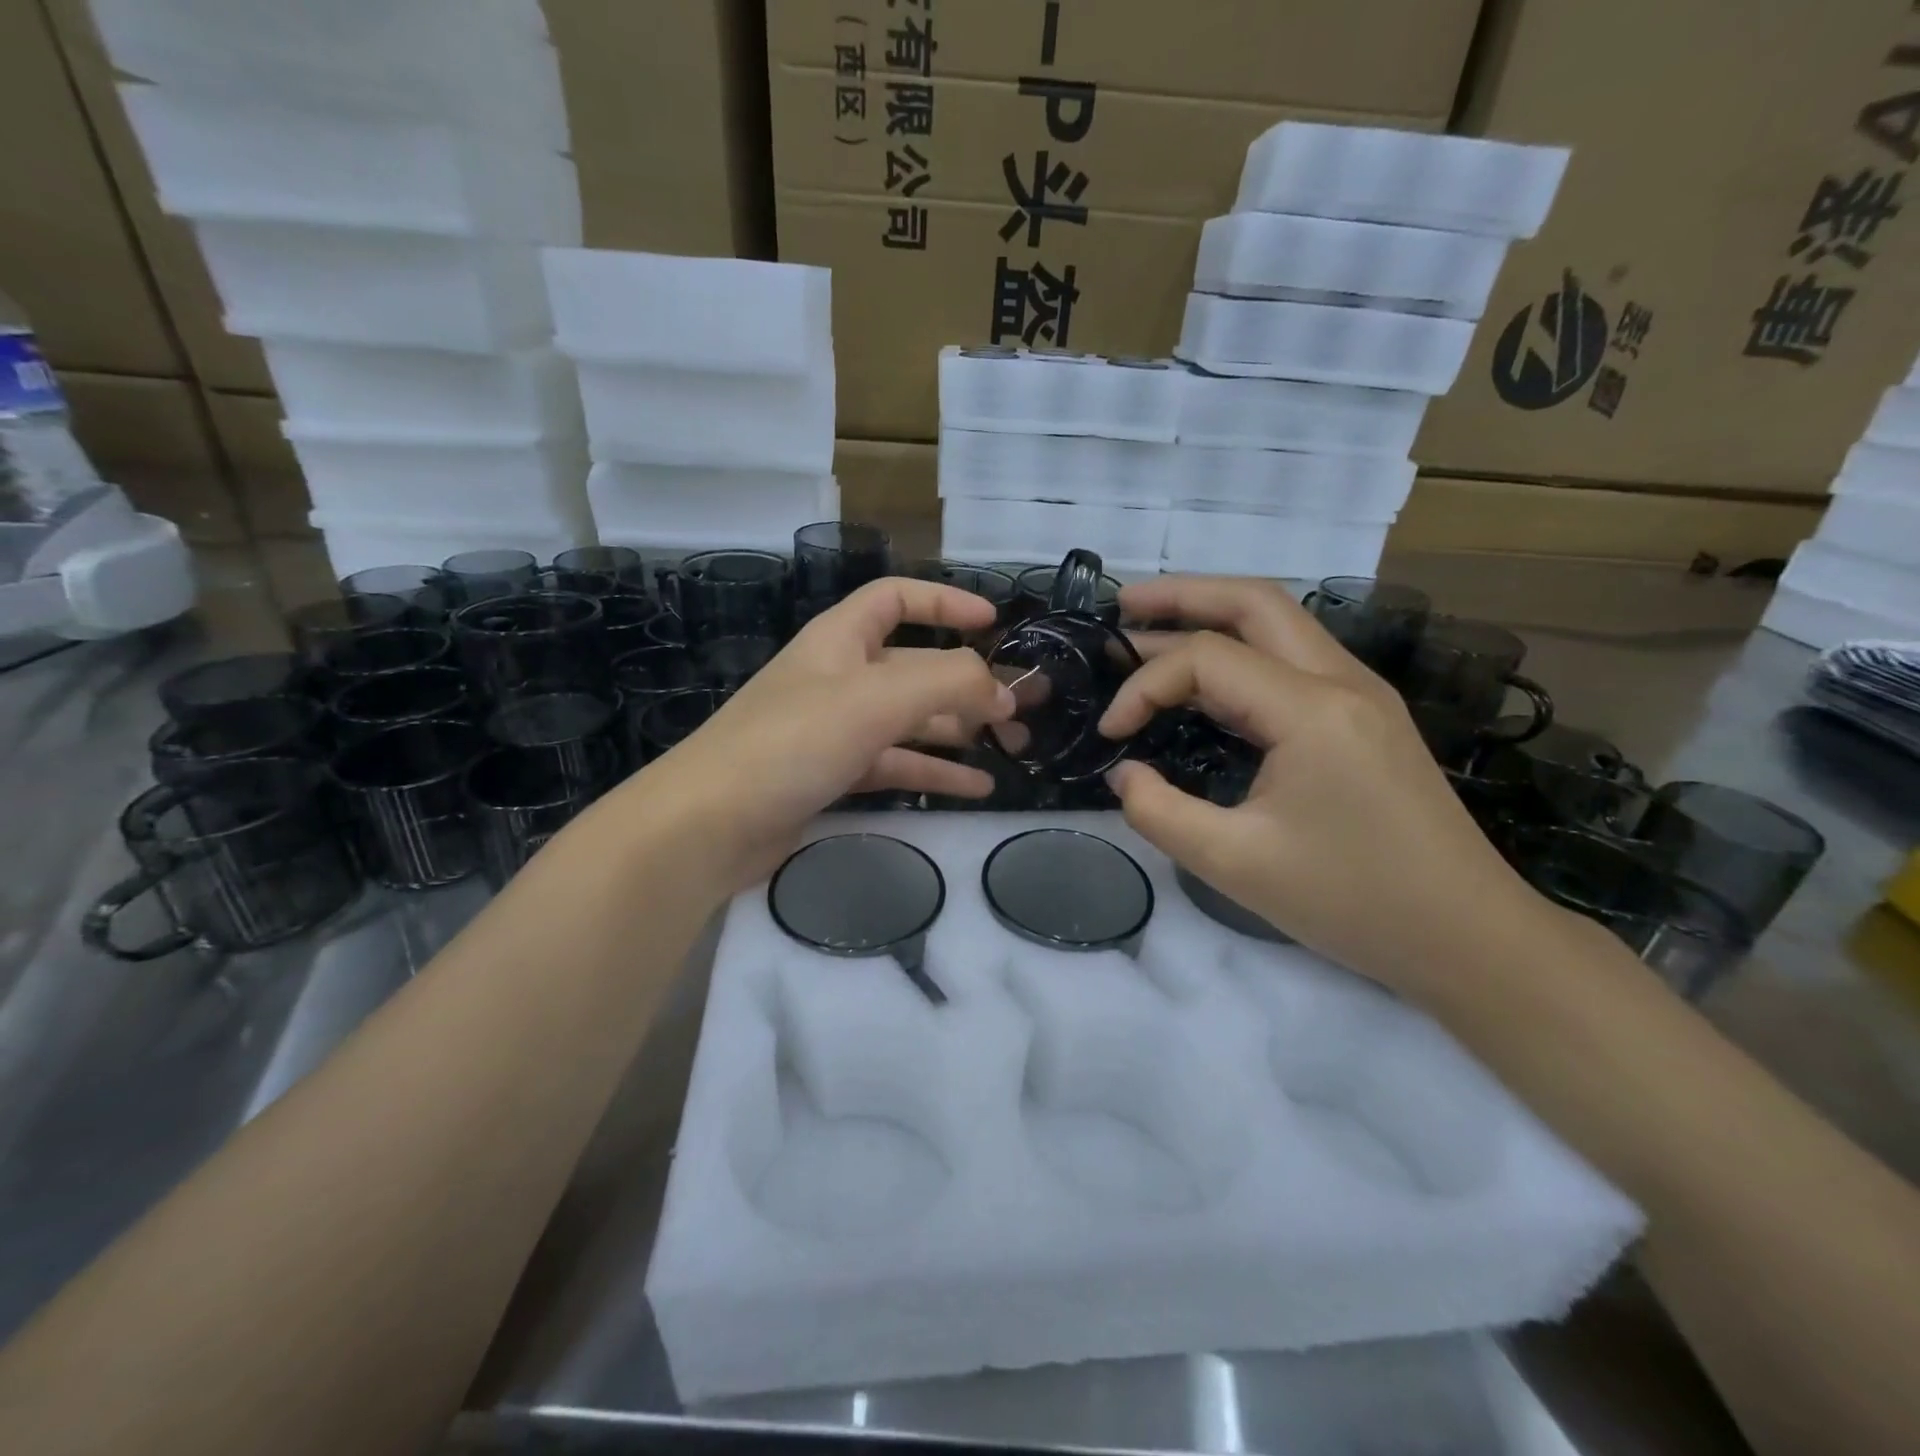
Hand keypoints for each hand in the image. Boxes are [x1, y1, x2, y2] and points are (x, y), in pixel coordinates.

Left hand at [621, 578, 1014, 892]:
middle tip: (1023, 708)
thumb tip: (1001, 691)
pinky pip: (896, 764)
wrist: (710, 825)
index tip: (994, 621)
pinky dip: (936, 772)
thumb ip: (948, 682)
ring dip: (961, 731)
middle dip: (970, 683)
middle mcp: (839, 678)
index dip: (945, 602)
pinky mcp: (833, 776)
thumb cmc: (792, 742)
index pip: (896, 598)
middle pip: (915, 667)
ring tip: (1014, 749)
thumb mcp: (876, 698)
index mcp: (841, 640)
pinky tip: (977, 787)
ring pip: (911, 721)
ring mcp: (835, 730)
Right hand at [1101, 577, 1543, 997]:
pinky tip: (1207, 681)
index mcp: (1312, 710)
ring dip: (1213, 616)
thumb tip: (1125, 773)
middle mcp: (1342, 681)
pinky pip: (1293, 661)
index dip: (1143, 686)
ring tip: (1152, 628)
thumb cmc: (1351, 902)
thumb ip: (1158, 812)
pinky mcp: (1365, 717)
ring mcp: (1362, 694)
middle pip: (1254, 602)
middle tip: (1122, 605)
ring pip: (1278, 624)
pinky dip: (1240, 653)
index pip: (1206, 659)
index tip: (1111, 732)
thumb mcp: (1233, 863)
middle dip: (1182, 594)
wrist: (1468, 938)